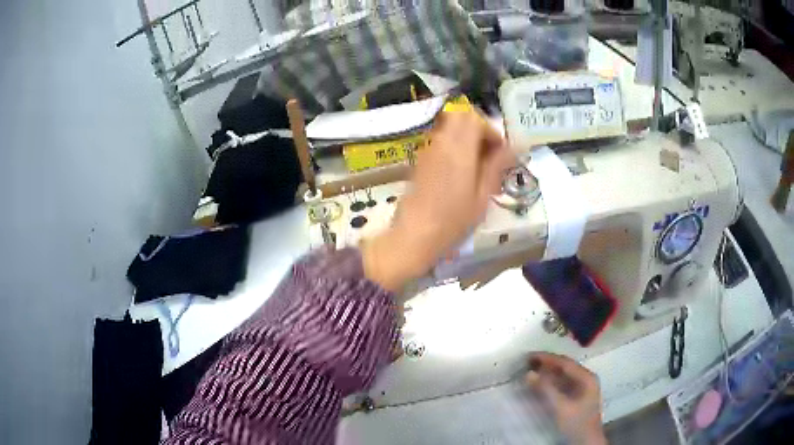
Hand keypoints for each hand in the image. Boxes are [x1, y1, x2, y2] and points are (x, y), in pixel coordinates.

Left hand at [363, 110, 514, 291]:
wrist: (414, 235)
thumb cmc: (453, 220)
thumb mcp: (482, 195)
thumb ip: (496, 165)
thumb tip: (514, 145)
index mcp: (459, 149)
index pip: (475, 119)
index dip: (491, 131)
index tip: (500, 151)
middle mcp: (441, 142)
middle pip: (460, 117)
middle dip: (478, 129)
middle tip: (489, 152)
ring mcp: (428, 150)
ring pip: (449, 128)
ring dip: (466, 137)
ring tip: (477, 164)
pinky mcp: (420, 161)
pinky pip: (440, 141)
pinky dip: (454, 147)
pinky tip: (461, 172)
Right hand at [525, 353, 606, 444]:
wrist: (586, 441)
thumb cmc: (576, 423)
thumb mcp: (560, 406)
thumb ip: (546, 389)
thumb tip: (528, 373)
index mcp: (586, 377)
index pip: (565, 363)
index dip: (547, 358)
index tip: (529, 356)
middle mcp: (586, 379)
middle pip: (565, 367)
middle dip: (546, 364)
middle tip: (526, 363)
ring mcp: (582, 388)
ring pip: (563, 376)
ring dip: (547, 373)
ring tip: (530, 371)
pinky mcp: (576, 397)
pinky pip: (562, 385)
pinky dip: (550, 383)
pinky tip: (539, 385)